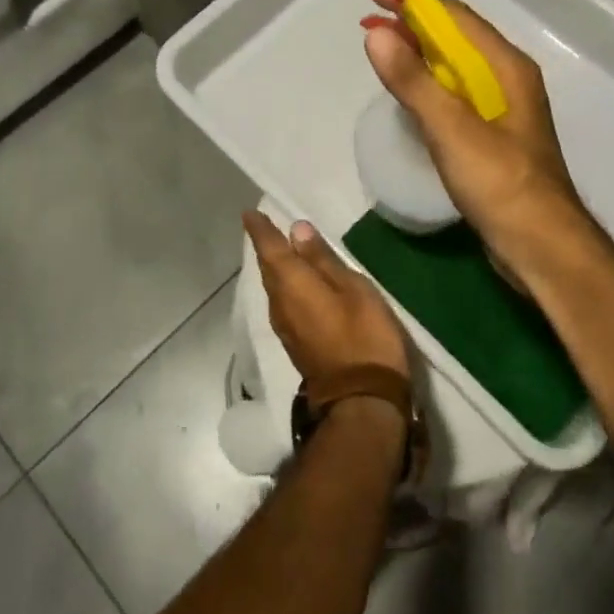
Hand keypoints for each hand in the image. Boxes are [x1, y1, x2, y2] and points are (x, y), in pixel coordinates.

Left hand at [243, 211, 409, 382]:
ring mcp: (285, 327)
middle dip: (266, 247)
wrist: (361, 400)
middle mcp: (280, 304)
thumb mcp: (352, 289)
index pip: (270, 249)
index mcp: (292, 284)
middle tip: (265, 226)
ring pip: (274, 287)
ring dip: (275, 267)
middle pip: (268, 269)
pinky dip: (285, 286)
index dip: (260, 230)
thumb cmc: (363, 336)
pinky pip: (283, 302)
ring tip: (282, 249)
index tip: (250, 213)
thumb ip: (322, 260)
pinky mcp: (295, 343)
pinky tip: (296, 283)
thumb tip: (297, 229)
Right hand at [361, 0, 596, 274]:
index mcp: (506, 68)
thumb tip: (377, 35)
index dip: (417, 1)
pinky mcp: (493, 136)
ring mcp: (502, 109)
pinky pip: (456, 94)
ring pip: (455, 66)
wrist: (541, 246)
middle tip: (372, 18)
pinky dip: (428, 82)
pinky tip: (410, 91)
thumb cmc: (500, 183)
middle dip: (414, 24)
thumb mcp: (451, 128)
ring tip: (383, 46)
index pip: (457, 18)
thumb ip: (413, 81)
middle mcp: (507, 79)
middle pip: (456, 38)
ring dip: (419, 52)